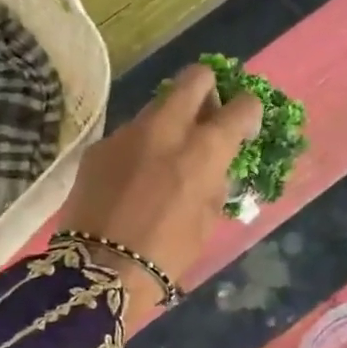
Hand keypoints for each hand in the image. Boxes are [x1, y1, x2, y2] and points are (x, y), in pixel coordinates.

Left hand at [57, 64, 261, 321]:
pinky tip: (130, 178)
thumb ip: (214, 184)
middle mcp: (166, 128)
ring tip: (162, 157)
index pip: (242, 106)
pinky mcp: (99, 147)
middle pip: (195, 77)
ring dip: (168, 121)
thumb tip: (215, 167)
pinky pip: (127, 135)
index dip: (248, 113)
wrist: (98, 269)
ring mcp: (127, 133)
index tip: (243, 127)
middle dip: (207, 90)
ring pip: (156, 106)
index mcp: (203, 150)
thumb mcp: (205, 223)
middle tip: (205, 118)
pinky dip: (137, 147)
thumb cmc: (165, 255)